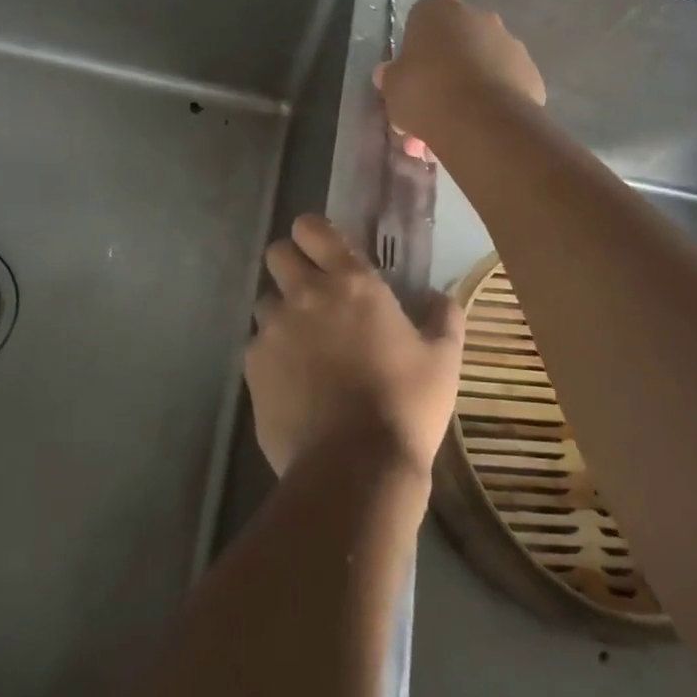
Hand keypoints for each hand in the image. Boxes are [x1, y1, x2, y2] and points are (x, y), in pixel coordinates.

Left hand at [246, 215, 464, 481]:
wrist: (356, 467)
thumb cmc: (405, 405)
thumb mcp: (443, 360)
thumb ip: (443, 317)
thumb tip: (440, 296)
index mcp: (351, 283)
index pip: (312, 228)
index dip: (312, 234)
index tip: (323, 251)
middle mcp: (305, 295)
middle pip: (276, 254)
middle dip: (290, 266)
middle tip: (312, 294)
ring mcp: (273, 329)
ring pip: (264, 302)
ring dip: (281, 314)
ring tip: (303, 347)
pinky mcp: (253, 366)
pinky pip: (256, 346)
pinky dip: (271, 357)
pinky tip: (292, 385)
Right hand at [377, 0, 545, 145]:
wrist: (482, 122)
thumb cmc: (426, 92)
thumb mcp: (392, 87)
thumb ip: (391, 77)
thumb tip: (389, 74)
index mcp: (439, 9)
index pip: (420, 22)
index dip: (413, 53)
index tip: (408, 79)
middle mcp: (478, 17)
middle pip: (454, 45)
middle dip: (440, 76)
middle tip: (426, 112)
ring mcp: (510, 44)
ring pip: (479, 68)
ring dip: (464, 93)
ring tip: (450, 133)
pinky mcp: (531, 73)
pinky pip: (502, 87)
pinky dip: (490, 104)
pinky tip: (476, 132)